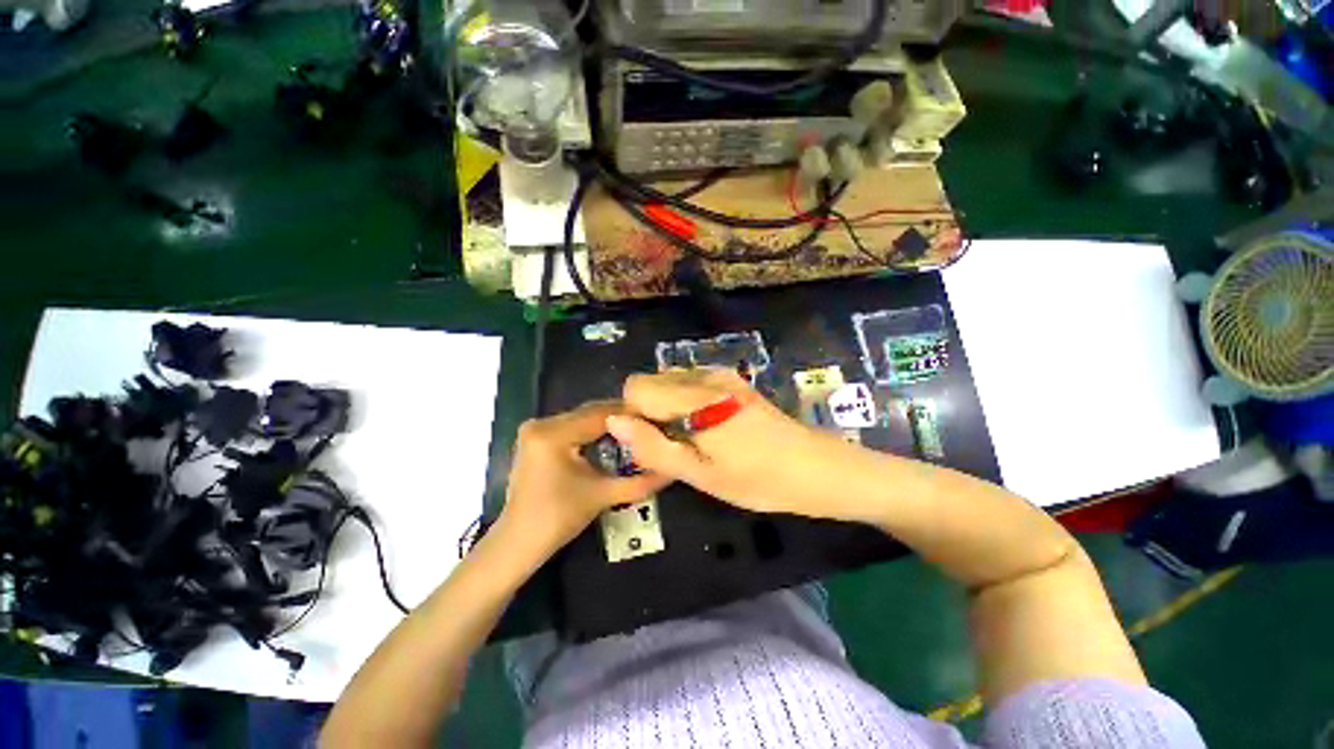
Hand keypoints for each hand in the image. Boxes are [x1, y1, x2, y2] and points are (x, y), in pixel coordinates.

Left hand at [500, 401, 670, 555]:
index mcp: (553, 434)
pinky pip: (572, 426)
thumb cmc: (558, 520)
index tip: (657, 418)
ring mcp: (535, 429)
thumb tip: (673, 471)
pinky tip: (612, 438)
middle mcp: (541, 423)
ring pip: (582, 418)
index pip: (601, 415)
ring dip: (608, 423)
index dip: (632, 415)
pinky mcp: (536, 437)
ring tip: (636, 429)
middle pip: (590, 412)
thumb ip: (640, 482)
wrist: (518, 542)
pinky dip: (593, 430)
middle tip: (650, 423)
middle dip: (621, 418)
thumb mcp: (602, 496)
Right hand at [607, 368, 862, 520]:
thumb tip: (614, 422)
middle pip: (651, 381)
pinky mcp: (732, 379)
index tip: (654, 444)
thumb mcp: (701, 474)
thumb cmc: (758, 479)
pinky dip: (686, 402)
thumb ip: (654, 447)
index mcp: (694, 398)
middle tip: (676, 447)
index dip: (635, 417)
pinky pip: (691, 383)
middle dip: (650, 412)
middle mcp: (704, 376)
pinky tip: (710, 427)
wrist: (817, 467)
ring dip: (668, 408)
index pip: (635, 388)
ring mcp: (721, 375)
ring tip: (694, 440)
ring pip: (670, 381)